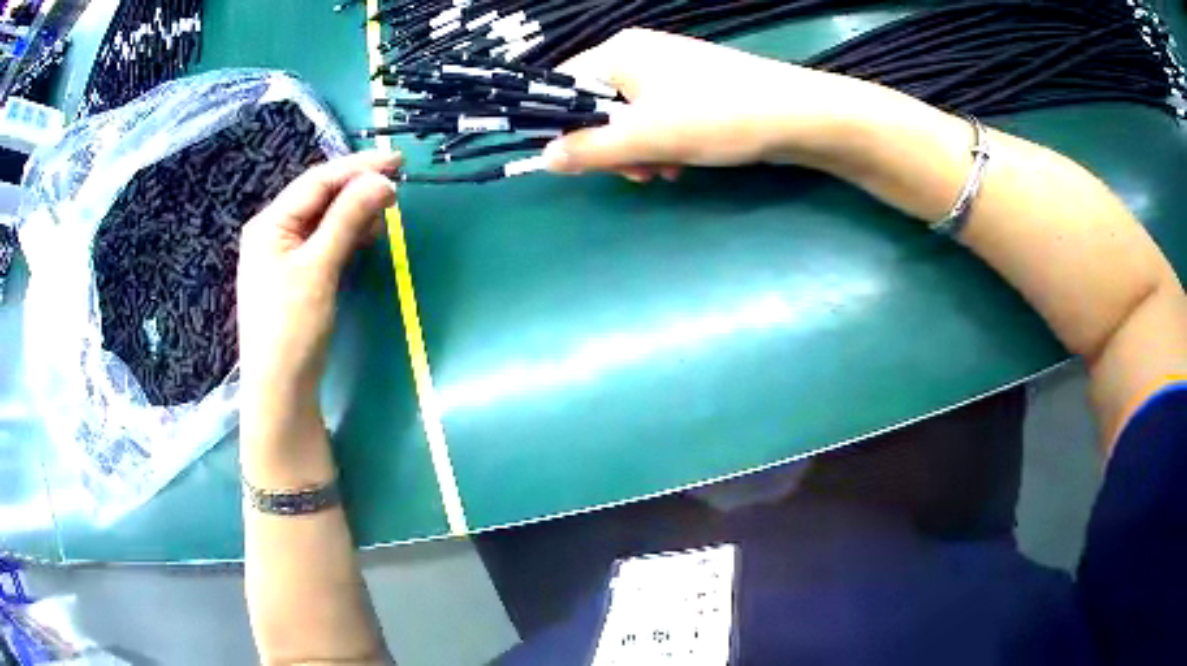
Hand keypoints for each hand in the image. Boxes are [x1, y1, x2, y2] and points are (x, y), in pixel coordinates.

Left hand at [237, 151, 399, 422]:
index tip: (398, 161)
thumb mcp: (318, 269)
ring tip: (386, 211)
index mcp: (270, 224)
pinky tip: (367, 235)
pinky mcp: (298, 276)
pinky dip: (348, 235)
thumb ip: (347, 219)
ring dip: (355, 211)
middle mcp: (274, 232)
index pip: (317, 182)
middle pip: (320, 198)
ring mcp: (285, 255)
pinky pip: (325, 242)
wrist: (280, 392)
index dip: (357, 167)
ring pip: (325, 219)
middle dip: (357, 188)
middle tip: (398, 184)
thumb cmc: (291, 328)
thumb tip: (383, 180)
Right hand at [543, 29, 879, 180]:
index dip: (563, 125)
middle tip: (636, 173)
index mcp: (619, 52)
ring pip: (630, 117)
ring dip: (639, 151)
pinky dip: (662, 143)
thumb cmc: (716, 116)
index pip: (564, 85)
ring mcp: (669, 70)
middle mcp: (639, 54)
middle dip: (612, 146)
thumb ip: (589, 150)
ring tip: (665, 172)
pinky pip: (658, 117)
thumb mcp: (645, 138)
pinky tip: (681, 164)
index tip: (578, 161)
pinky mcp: (694, 88)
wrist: (796, 116)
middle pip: (597, 105)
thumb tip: (544, 158)